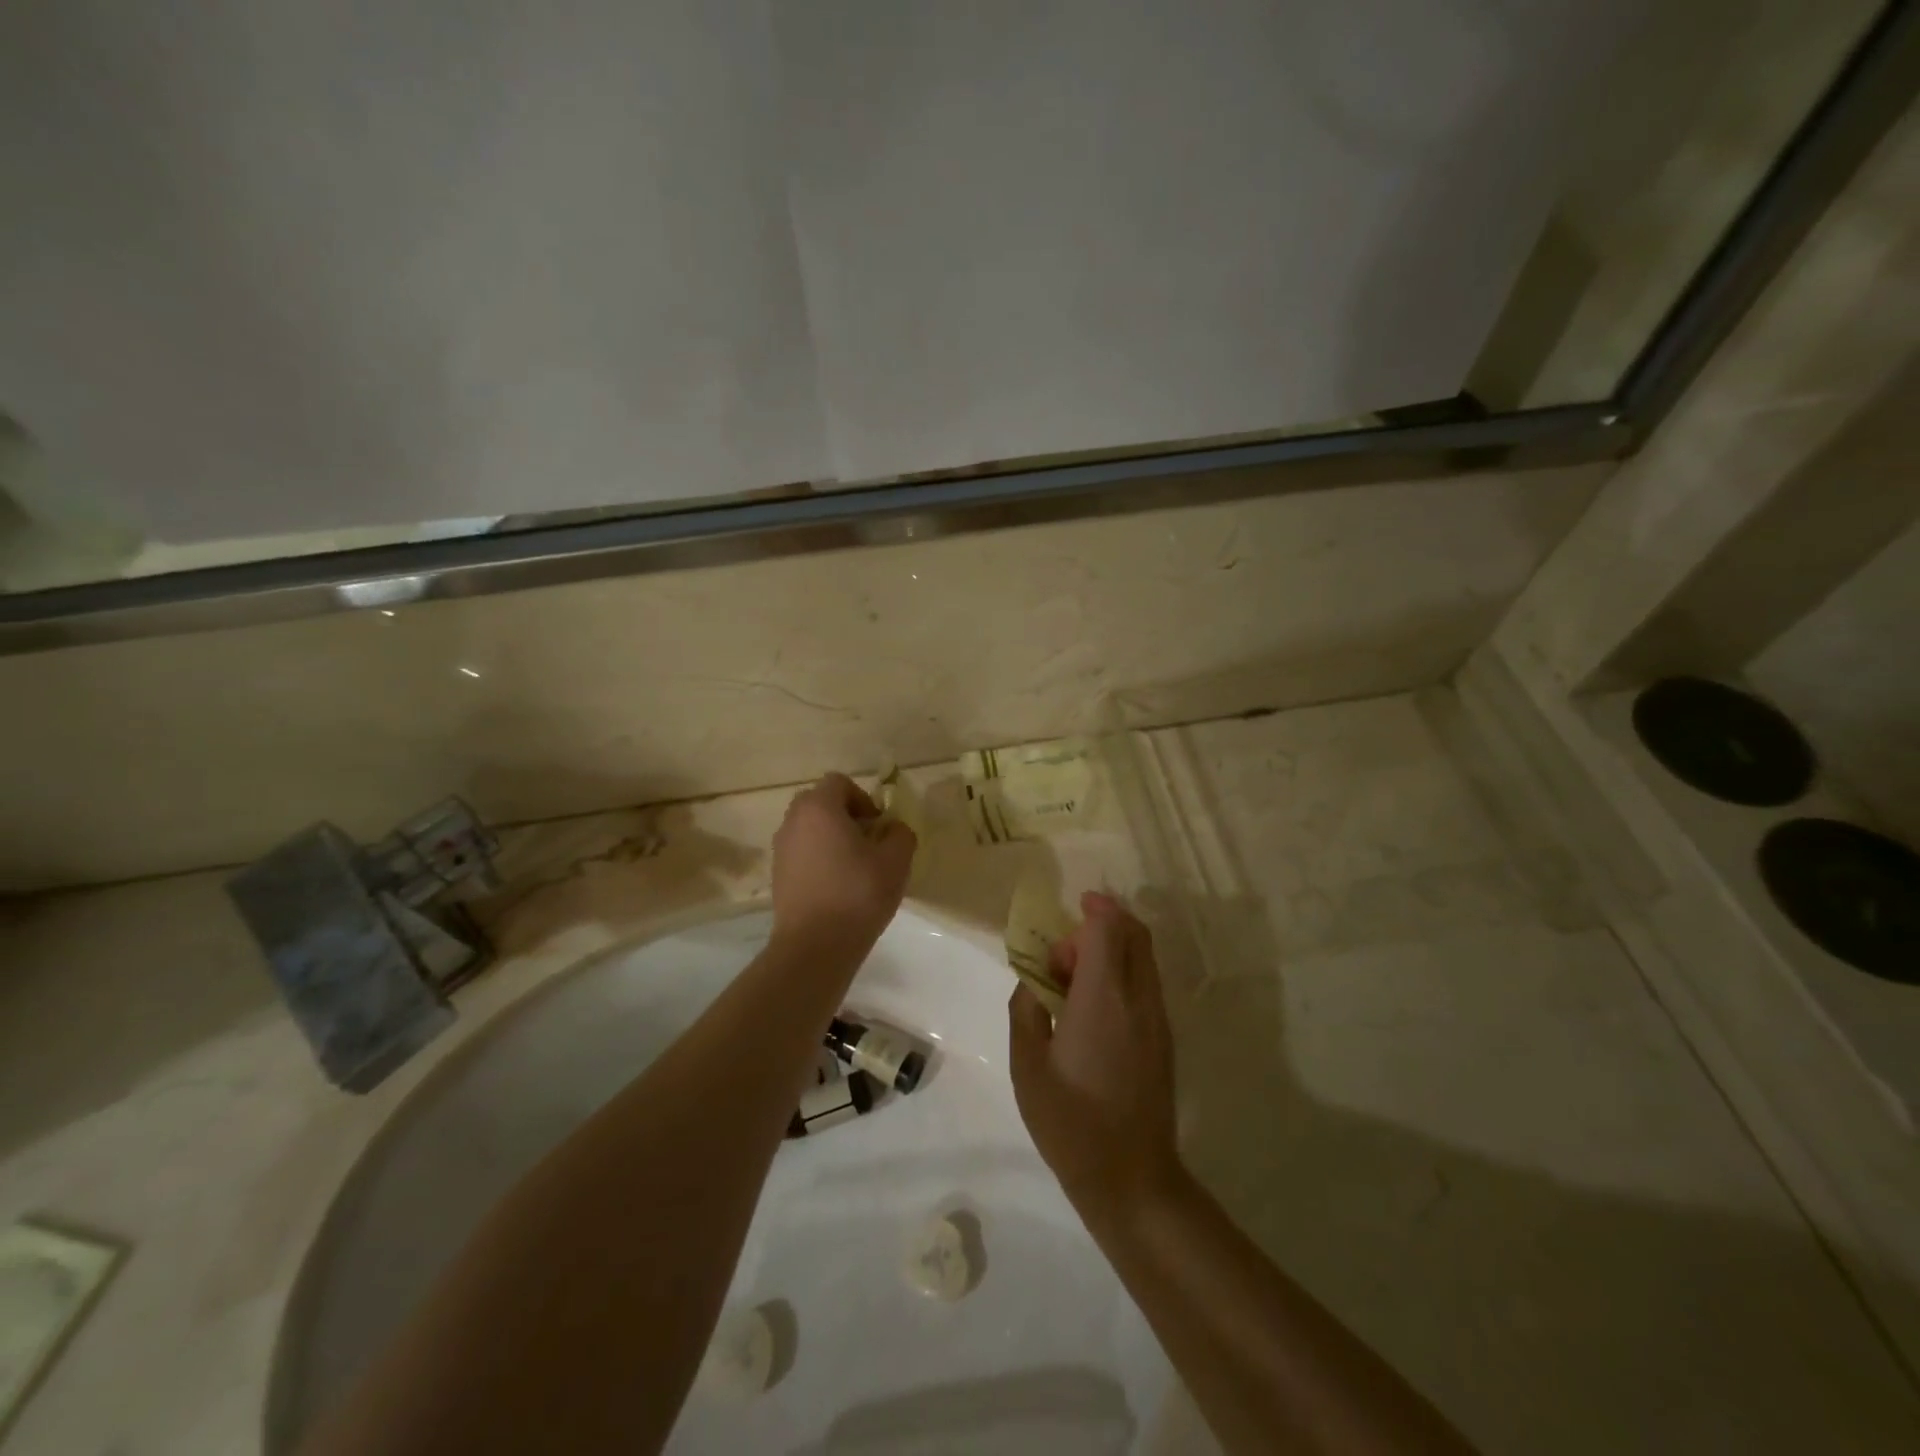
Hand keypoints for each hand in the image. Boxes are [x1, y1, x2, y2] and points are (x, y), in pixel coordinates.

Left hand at [769, 773, 916, 965]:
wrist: (815, 946)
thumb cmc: (858, 894)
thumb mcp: (896, 860)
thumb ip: (900, 834)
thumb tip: (892, 830)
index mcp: (819, 808)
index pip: (839, 783)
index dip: (863, 798)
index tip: (877, 826)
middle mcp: (793, 821)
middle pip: (820, 803)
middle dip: (845, 816)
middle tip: (867, 842)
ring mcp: (780, 849)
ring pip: (809, 829)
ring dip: (830, 838)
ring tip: (853, 867)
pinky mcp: (777, 876)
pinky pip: (801, 853)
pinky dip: (818, 859)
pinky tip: (836, 887)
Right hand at [1009, 892, 1179, 1218]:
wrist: (1132, 1180)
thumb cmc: (1070, 1122)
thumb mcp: (1027, 1065)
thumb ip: (1026, 1010)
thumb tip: (1032, 983)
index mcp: (1103, 999)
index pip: (1109, 928)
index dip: (1093, 909)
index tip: (1070, 910)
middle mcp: (1138, 999)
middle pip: (1135, 934)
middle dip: (1101, 927)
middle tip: (1063, 959)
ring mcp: (1157, 1020)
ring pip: (1143, 958)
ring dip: (1111, 952)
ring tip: (1073, 986)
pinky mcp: (1164, 1040)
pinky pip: (1145, 985)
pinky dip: (1122, 975)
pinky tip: (1091, 1011)